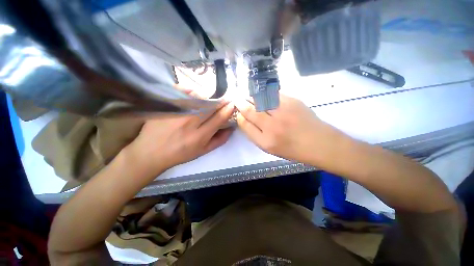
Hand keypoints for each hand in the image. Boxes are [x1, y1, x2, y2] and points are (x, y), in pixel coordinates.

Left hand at [125, 101, 234, 176]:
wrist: (151, 152)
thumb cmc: (180, 154)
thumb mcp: (203, 151)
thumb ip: (219, 140)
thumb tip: (231, 129)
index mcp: (199, 136)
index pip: (219, 118)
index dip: (227, 110)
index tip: (232, 104)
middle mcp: (189, 123)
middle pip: (210, 106)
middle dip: (220, 101)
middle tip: (224, 99)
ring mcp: (177, 113)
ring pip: (197, 98)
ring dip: (207, 96)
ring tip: (209, 97)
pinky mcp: (165, 107)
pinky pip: (181, 93)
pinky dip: (189, 90)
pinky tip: (193, 92)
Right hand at [234, 94, 341, 163]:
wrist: (318, 142)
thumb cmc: (292, 149)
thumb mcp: (270, 148)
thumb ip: (255, 134)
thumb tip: (245, 119)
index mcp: (265, 141)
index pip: (245, 124)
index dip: (239, 116)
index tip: (238, 112)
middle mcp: (272, 126)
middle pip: (250, 110)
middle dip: (240, 103)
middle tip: (237, 99)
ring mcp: (283, 112)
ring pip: (259, 99)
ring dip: (250, 97)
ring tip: (246, 96)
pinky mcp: (292, 101)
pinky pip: (272, 94)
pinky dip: (263, 93)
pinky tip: (261, 94)